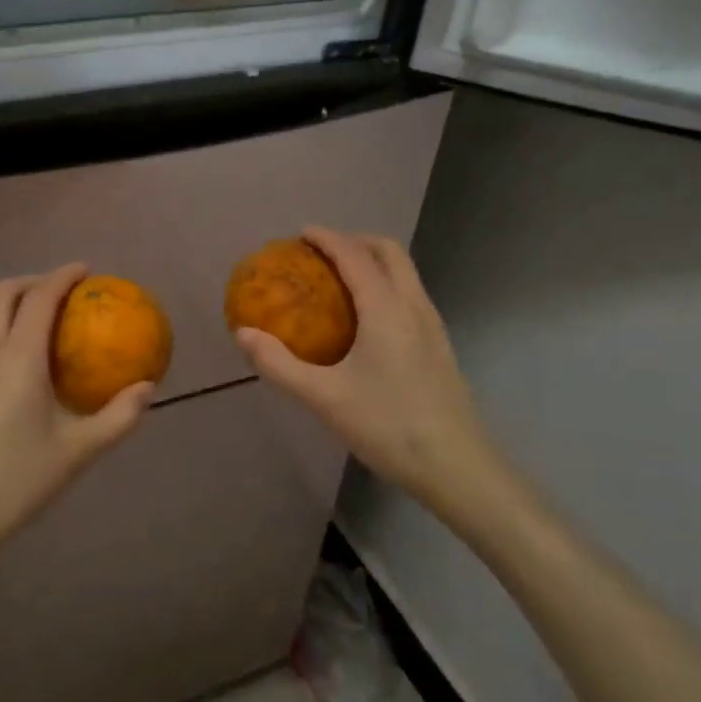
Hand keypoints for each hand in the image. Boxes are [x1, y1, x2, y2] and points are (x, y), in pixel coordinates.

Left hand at [0, 264, 152, 594]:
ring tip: (53, 325)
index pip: (40, 297)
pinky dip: (8, 330)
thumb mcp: (77, 452)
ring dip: (18, 304)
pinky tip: (30, 366)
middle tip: (67, 292)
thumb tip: (147, 388)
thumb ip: (118, 417)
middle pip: (4, 293)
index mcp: (18, 357)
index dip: (64, 276)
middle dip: (35, 280)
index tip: (88, 270)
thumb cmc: (15, 481)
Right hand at [234, 227, 500, 508]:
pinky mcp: (439, 346)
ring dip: (373, 261)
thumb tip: (243, 334)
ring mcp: (432, 325)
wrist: (457, 467)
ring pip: (405, 272)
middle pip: (388, 251)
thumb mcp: (324, 398)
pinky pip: (410, 295)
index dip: (327, 238)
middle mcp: (413, 306)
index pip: (354, 256)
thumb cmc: (388, 426)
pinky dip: (385, 285)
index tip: (300, 234)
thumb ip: (280, 364)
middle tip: (321, 252)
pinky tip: (366, 320)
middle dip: (355, 241)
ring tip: (340, 280)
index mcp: (386, 309)